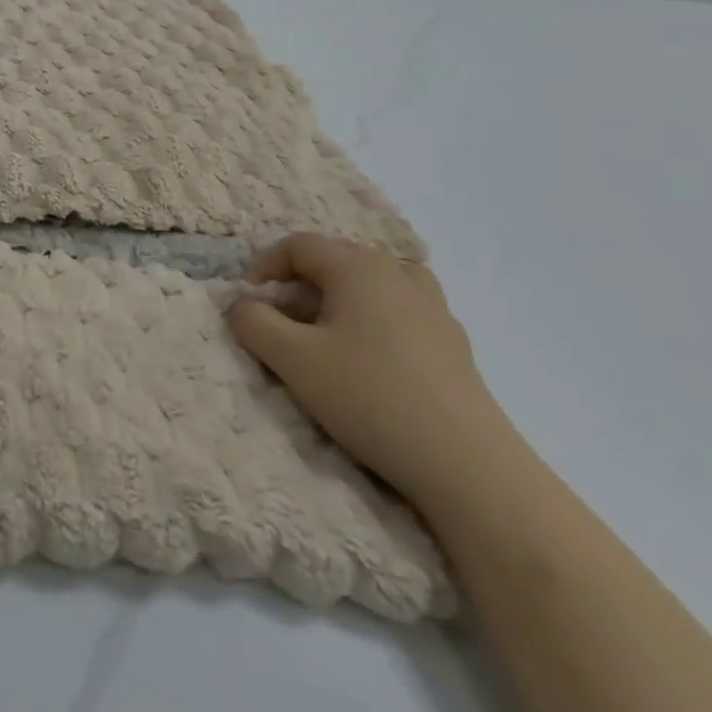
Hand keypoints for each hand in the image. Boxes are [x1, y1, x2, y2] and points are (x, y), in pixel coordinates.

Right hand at [228, 233, 519, 511]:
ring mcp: (433, 306)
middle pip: (336, 257)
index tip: (249, 302)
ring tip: (327, 330)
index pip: (298, 245)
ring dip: (340, 295)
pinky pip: (401, 306)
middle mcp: (397, 274)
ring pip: (372, 280)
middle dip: (299, 281)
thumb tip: (244, 305)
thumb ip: (253, 321)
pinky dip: (375, 315)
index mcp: (357, 268)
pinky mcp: (452, 341)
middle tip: (282, 319)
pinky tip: (371, 355)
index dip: (265, 265)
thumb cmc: (369, 398)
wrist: (467, 465)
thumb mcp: (292, 359)